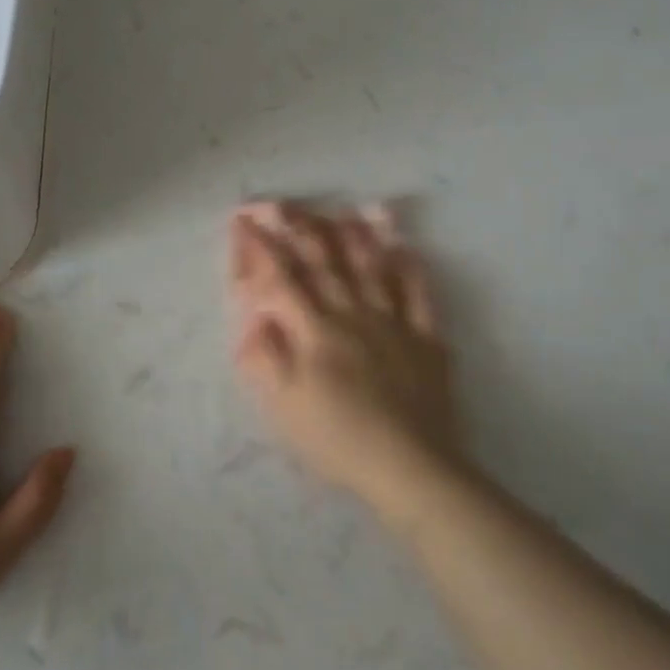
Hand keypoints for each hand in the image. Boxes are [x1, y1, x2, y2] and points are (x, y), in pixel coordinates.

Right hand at [229, 202, 467, 515]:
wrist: (409, 466)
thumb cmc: (337, 439)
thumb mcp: (283, 406)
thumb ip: (264, 358)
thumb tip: (253, 317)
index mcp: (315, 331)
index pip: (281, 279)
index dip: (260, 247)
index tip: (243, 220)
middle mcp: (352, 314)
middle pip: (324, 262)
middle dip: (300, 228)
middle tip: (283, 203)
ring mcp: (393, 323)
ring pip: (371, 267)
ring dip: (354, 236)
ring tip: (343, 209)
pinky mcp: (426, 340)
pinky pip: (419, 294)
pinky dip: (411, 269)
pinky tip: (405, 249)